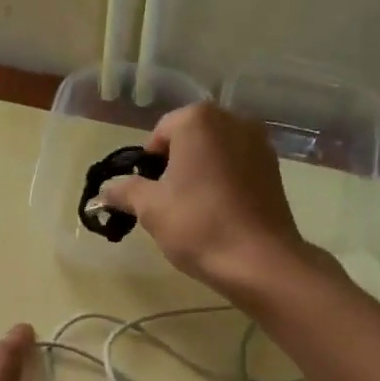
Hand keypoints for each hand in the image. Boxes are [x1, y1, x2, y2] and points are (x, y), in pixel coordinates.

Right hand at [95, 102, 310, 296]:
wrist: (259, 261)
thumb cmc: (197, 224)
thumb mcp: (149, 208)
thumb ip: (125, 191)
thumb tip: (104, 191)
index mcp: (199, 120)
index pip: (160, 133)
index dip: (147, 164)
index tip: (146, 193)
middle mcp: (233, 121)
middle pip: (190, 139)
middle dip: (174, 165)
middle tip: (166, 202)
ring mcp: (259, 143)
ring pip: (215, 153)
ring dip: (200, 173)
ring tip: (192, 209)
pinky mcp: (274, 170)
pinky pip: (237, 168)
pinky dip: (224, 182)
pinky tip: (218, 212)